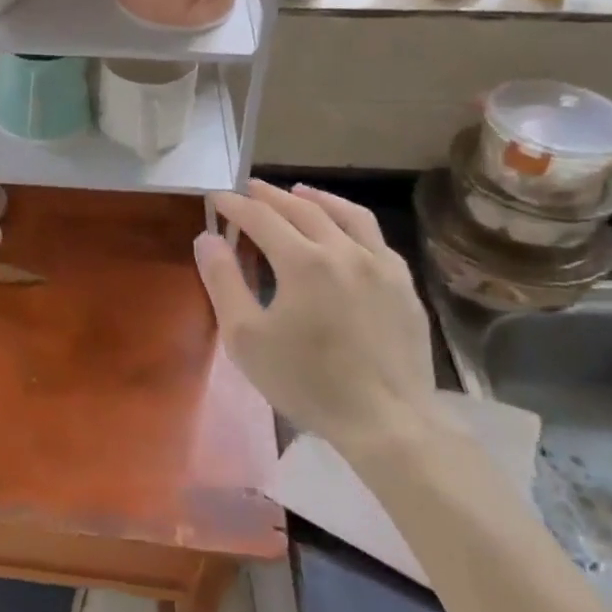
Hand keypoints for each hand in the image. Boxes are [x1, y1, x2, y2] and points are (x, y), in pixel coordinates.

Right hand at [194, 180, 434, 457]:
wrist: (387, 422)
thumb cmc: (307, 382)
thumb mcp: (246, 338)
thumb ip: (223, 282)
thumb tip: (207, 239)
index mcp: (303, 261)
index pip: (261, 218)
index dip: (235, 205)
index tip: (217, 198)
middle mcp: (344, 250)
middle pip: (302, 208)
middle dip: (271, 196)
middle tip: (250, 189)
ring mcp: (381, 265)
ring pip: (347, 214)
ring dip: (317, 198)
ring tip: (299, 191)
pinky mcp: (404, 285)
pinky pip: (376, 238)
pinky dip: (351, 223)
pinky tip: (345, 232)